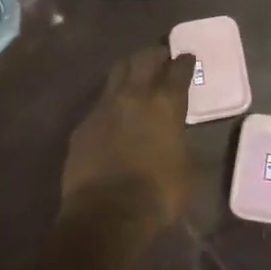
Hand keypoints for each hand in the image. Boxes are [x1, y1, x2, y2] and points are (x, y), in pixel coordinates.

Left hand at [62, 46, 196, 241]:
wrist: (106, 215)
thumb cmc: (158, 194)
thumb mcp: (188, 170)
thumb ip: (183, 144)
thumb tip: (179, 140)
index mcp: (166, 104)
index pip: (179, 70)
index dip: (185, 61)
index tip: (187, 57)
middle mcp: (134, 95)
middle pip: (143, 58)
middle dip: (154, 54)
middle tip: (161, 57)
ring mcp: (104, 107)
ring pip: (116, 73)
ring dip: (129, 70)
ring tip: (136, 76)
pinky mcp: (82, 125)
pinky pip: (99, 102)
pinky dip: (111, 101)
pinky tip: (114, 113)